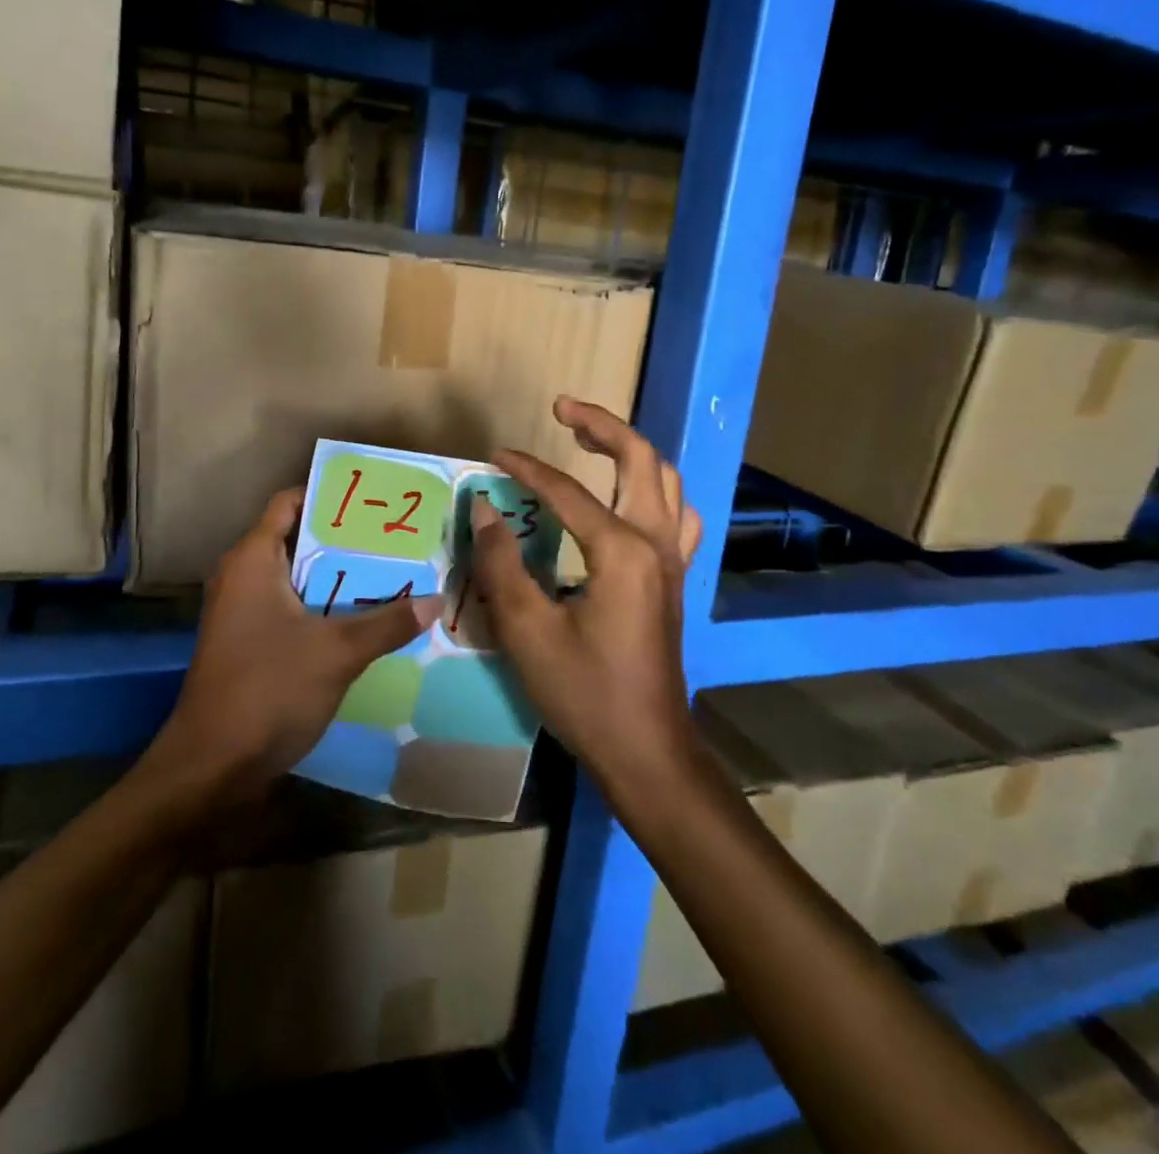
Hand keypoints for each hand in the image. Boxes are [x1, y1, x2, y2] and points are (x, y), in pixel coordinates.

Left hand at [140, 487, 440, 806]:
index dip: (329, 495)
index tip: (374, 498)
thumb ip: (387, 624)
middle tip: (395, 536)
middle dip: (345, 538)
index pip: (289, 502)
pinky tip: (364, 617)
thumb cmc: (268, 690)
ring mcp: (242, 611)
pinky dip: (323, 606)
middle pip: (297, 539)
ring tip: (392, 571)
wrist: (211, 766)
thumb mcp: (337, 652)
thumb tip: (435, 600)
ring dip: (338, 577)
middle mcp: (242, 576)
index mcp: (252, 559)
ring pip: (297, 578)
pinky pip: (291, 608)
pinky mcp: (248, 642)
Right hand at [470, 398, 703, 791]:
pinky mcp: (673, 580)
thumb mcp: (527, 631)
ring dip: (631, 450)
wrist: (646, 750)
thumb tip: (483, 508)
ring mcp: (673, 561)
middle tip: (562, 408)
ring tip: (590, 439)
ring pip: (666, 481)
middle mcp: (656, 543)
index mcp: (621, 551)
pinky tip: (629, 497)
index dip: (526, 469)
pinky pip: (675, 515)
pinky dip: (653, 488)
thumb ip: (501, 564)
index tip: (493, 458)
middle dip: (602, 425)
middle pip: (641, 459)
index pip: (566, 492)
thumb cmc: (584, 693)